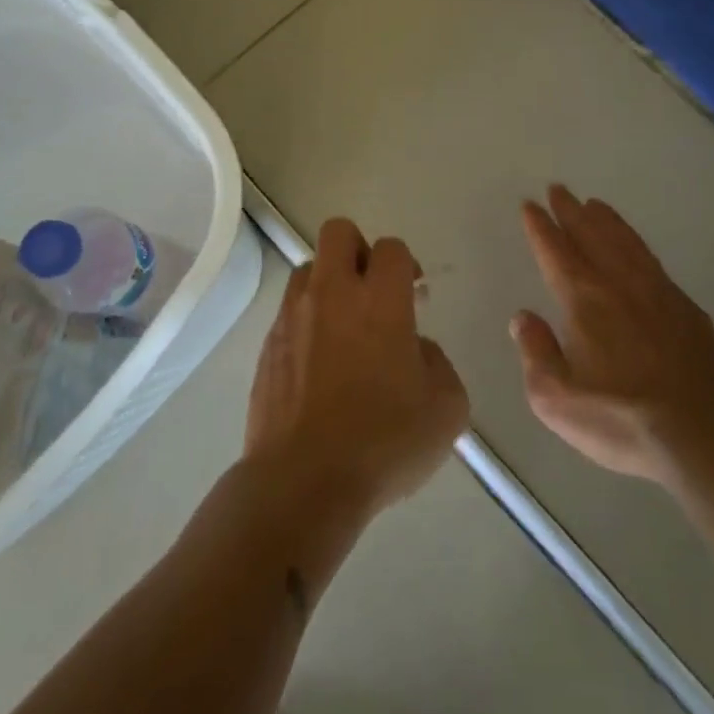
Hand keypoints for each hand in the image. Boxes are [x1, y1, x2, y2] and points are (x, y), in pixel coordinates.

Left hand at [246, 218, 469, 520]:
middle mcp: (333, 294)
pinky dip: (306, 323)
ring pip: (308, 268)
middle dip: (358, 249)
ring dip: (328, 284)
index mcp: (380, 300)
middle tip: (373, 291)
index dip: (406, 264)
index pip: (392, 248)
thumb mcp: (446, 408)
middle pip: (338, 232)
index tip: (413, 294)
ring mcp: (293, 317)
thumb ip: (438, 363)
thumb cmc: (384, 442)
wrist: (303, 481)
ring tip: (343, 328)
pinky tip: (318, 365)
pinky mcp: (267, 346)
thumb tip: (416, 350)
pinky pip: (288, 313)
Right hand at [513, 185, 713, 486]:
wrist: (705, 434)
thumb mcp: (557, 400)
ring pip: (625, 242)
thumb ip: (535, 354)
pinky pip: (652, 260)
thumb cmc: (622, 419)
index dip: (540, 227)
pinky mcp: (686, 308)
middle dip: (571, 211)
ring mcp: (657, 292)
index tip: (530, 205)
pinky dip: (636, 243)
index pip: (555, 252)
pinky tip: (634, 247)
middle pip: (591, 235)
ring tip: (593, 204)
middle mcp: (618, 284)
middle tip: (559, 190)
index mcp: (583, 301)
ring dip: (606, 220)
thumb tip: (523, 318)